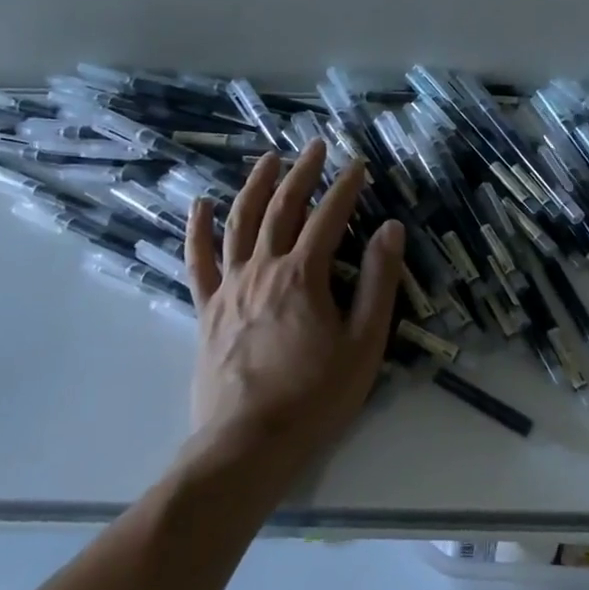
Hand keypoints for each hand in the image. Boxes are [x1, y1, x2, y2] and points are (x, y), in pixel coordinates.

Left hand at [184, 140, 403, 468]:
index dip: (347, 187)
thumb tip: (390, 229)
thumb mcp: (364, 342)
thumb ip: (377, 282)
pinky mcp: (207, 310)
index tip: (359, 163)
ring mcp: (230, 288)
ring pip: (240, 223)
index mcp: (304, 275)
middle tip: (315, 146)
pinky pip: (198, 261)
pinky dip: (199, 229)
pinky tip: (200, 204)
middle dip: (302, 173)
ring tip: (267, 159)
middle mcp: (263, 269)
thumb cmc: (316, 396)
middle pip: (282, 208)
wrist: (248, 442)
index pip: (329, 217)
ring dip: (255, 186)